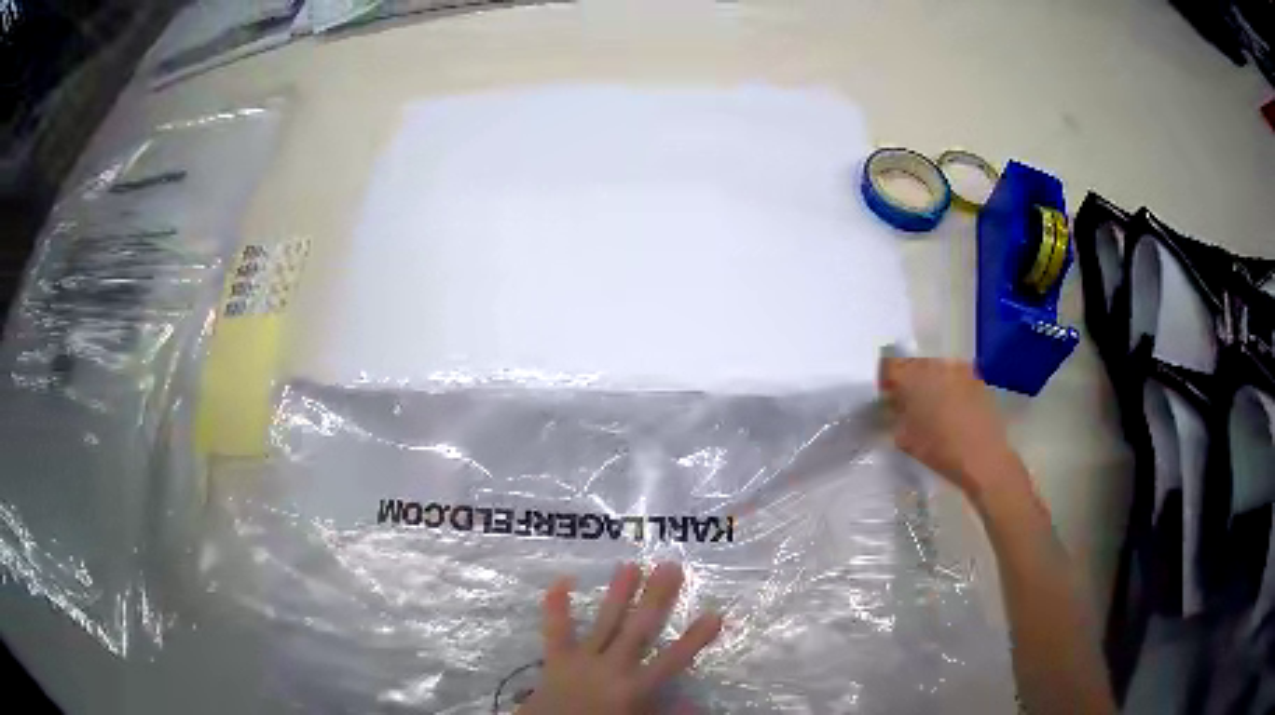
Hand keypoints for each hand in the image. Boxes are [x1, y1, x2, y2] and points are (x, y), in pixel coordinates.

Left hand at [516, 562, 722, 714]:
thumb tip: (698, 705)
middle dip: (656, 598)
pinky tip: (562, 579)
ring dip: (619, 594)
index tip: (714, 614)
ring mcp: (582, 660)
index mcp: (635, 688)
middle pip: (639, 629)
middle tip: (670, 566)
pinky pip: (556, 630)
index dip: (694, 639)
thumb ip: (667, 713)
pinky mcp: (556, 658)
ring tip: (630, 565)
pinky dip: (556, 605)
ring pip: (605, 622)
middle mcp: (612, 667)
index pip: (672, 660)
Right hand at [879, 357, 1020, 498]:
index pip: (889, 366)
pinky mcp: (976, 377)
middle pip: (914, 364)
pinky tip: (953, 408)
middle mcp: (934, 364)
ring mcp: (958, 368)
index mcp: (911, 377)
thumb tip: (895, 406)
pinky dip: (950, 387)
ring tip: (934, 405)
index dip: (886, 380)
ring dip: (931, 382)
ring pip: (936, 368)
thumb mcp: (905, 439)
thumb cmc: (939, 451)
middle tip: (909, 402)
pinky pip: (955, 376)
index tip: (888, 396)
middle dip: (909, 380)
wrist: (982, 457)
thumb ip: (896, 416)